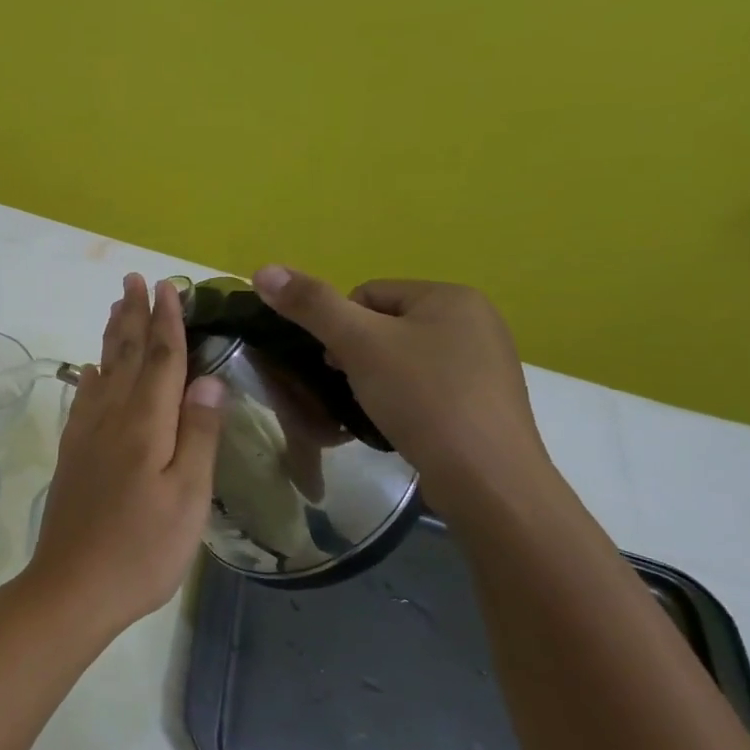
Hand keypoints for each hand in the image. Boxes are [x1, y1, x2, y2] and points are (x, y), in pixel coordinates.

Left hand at [22, 273, 223, 637]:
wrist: (72, 586)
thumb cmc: (142, 549)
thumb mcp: (188, 497)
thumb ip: (198, 434)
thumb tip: (209, 377)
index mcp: (144, 425)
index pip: (159, 359)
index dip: (166, 321)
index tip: (168, 286)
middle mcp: (110, 419)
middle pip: (124, 355)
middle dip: (133, 315)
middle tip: (134, 278)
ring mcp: (86, 436)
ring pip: (102, 371)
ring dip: (110, 335)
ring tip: (115, 306)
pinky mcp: (73, 455)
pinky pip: (83, 399)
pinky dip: (91, 375)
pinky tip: (91, 370)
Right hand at [250, 267, 552, 513]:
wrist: (486, 478)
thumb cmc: (422, 398)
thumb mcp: (358, 344)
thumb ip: (311, 305)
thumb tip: (263, 270)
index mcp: (451, 296)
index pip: (367, 294)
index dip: (340, 327)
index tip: (339, 364)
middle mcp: (476, 321)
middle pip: (384, 325)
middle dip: (358, 354)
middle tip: (352, 387)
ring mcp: (485, 363)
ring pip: (403, 357)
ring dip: (377, 378)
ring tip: (374, 408)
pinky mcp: (485, 401)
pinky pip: (426, 385)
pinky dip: (404, 399)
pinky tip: (400, 422)